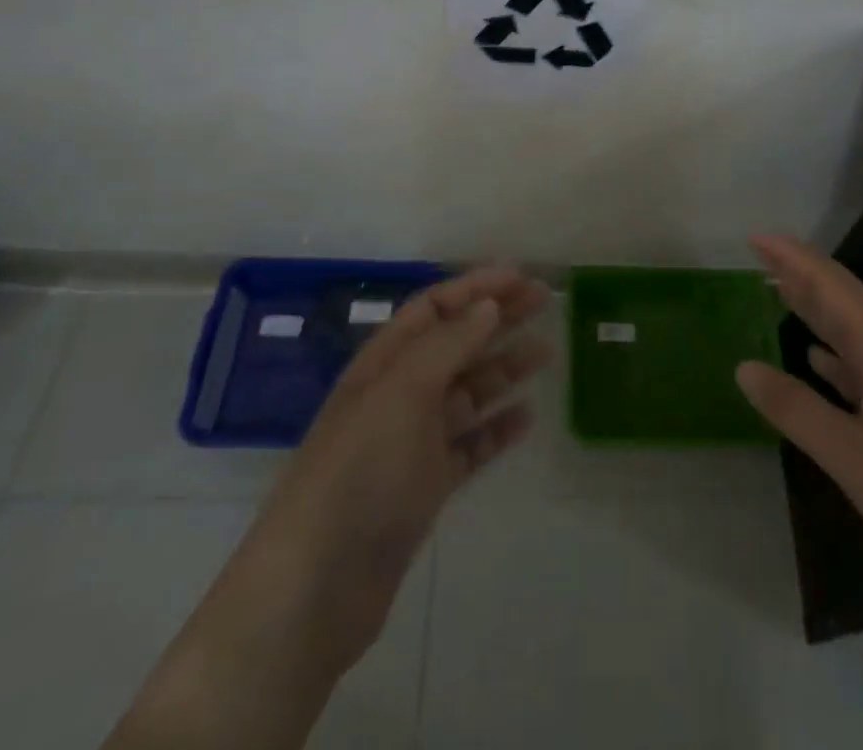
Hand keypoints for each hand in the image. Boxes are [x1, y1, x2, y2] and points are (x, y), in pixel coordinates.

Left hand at [247, 266, 552, 673]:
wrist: (316, 587)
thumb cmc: (359, 470)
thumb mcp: (402, 393)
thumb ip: (448, 345)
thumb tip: (487, 304)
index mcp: (384, 363)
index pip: (433, 308)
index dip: (475, 287)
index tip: (519, 276)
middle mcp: (399, 394)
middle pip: (455, 343)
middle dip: (497, 318)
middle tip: (544, 301)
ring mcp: (412, 443)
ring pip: (468, 392)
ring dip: (504, 369)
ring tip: (546, 352)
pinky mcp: (425, 487)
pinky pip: (470, 446)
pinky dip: (497, 429)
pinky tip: (528, 418)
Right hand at [734, 236, 862, 614]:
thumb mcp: (854, 456)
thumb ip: (796, 408)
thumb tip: (743, 367)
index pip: (831, 284)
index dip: (792, 257)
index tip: (754, 236)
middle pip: (843, 300)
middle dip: (800, 276)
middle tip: (758, 257)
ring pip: (853, 333)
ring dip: (815, 311)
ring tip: (778, 293)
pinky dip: (834, 355)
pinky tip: (817, 359)